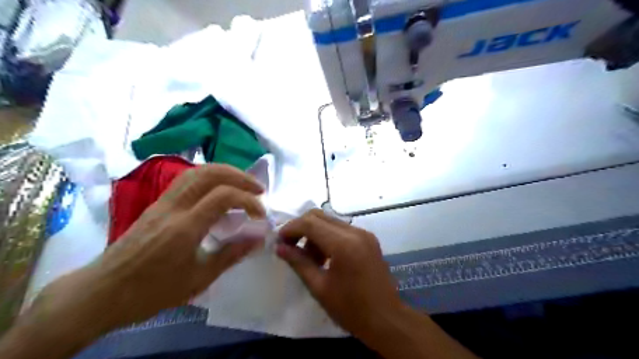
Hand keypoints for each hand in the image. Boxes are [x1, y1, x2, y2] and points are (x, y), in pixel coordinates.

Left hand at [41, 165, 266, 333]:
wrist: (100, 293)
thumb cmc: (151, 292)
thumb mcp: (198, 279)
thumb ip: (231, 254)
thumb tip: (258, 239)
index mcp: (184, 227)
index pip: (223, 196)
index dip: (248, 200)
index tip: (261, 215)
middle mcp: (173, 207)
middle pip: (209, 173)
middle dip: (240, 177)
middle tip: (258, 189)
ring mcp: (162, 202)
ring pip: (197, 172)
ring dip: (225, 173)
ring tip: (242, 185)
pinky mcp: (157, 204)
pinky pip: (187, 180)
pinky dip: (210, 178)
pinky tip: (218, 191)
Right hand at [275, 207, 403, 338]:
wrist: (387, 319)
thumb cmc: (351, 309)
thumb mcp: (319, 287)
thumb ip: (298, 262)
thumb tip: (280, 247)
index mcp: (343, 244)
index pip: (310, 223)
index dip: (291, 228)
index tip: (279, 241)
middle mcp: (355, 232)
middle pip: (320, 216)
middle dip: (301, 227)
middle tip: (290, 246)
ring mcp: (364, 233)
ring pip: (330, 221)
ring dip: (314, 233)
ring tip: (309, 258)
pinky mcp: (368, 238)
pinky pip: (341, 229)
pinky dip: (328, 237)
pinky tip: (325, 257)